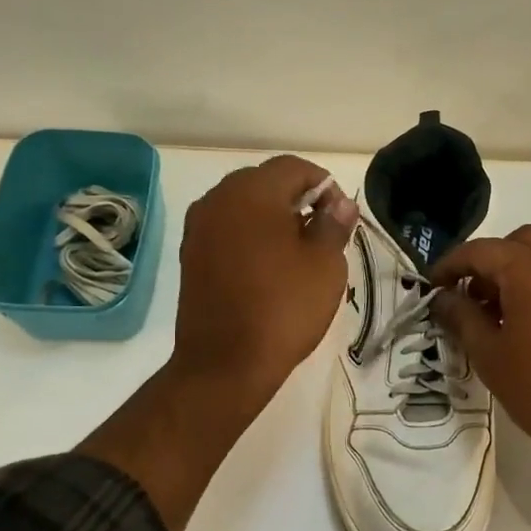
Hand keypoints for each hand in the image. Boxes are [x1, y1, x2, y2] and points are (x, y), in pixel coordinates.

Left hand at [171, 155, 356, 403]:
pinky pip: (227, 230)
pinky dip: (249, 237)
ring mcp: (199, 227)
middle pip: (264, 182)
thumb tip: (339, 202)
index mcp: (252, 192)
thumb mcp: (325, 265)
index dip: (324, 185)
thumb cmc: (283, 308)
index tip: (340, 218)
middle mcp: (218, 199)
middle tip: (321, 236)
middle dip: (296, 199)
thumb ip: (334, 224)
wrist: (225, 363)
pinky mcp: (191, 255)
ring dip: (272, 218)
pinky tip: (267, 269)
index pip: (293, 168)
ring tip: (296, 255)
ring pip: (243, 206)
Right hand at [428, 224, 530, 455]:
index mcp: (529, 269)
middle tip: (473, 296)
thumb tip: (441, 298)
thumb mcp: (488, 354)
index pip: (479, 250)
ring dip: (519, 269)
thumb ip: (461, 317)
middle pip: (517, 242)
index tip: (433, 287)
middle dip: (490, 261)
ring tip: (501, 310)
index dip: (450, 265)